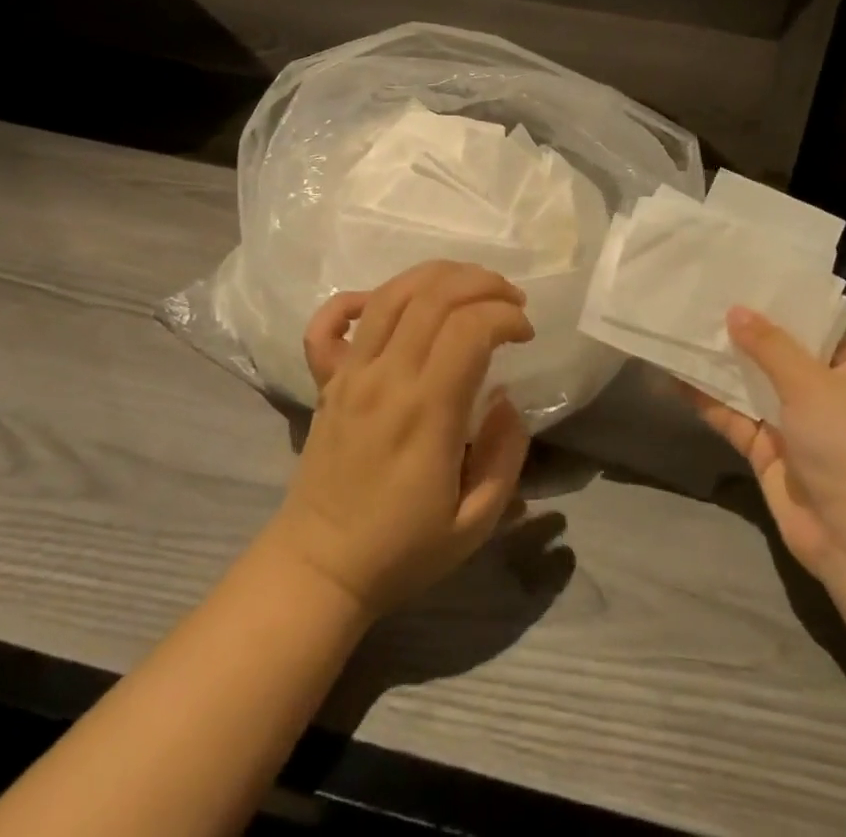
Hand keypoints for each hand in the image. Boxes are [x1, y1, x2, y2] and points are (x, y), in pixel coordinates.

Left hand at [262, 262, 535, 618]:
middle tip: (510, 299)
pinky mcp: (326, 379)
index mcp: (426, 412)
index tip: (526, 333)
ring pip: (391, 294)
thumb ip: (505, 456)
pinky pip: (330, 321)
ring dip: (437, 275)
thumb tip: (506, 399)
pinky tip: (387, 302)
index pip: (469, 328)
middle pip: (434, 296)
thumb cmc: (402, 549)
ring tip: (469, 285)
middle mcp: (386, 378)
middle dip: (482, 282)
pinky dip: (359, 297)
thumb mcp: (476, 524)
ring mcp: (350, 373)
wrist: (319, 568)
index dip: (506, 316)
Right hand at [682, 307, 845, 581]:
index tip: (741, 278)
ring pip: (750, 383)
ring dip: (720, 363)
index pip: (813, 326)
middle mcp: (823, 391)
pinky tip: (674, 375)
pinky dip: (707, 399)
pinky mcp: (766, 450)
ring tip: (680, 327)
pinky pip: (733, 415)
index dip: (779, 304)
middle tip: (700, 296)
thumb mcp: (811, 385)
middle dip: (741, 330)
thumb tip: (735, 310)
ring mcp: (793, 422)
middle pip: (776, 352)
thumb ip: (770, 346)